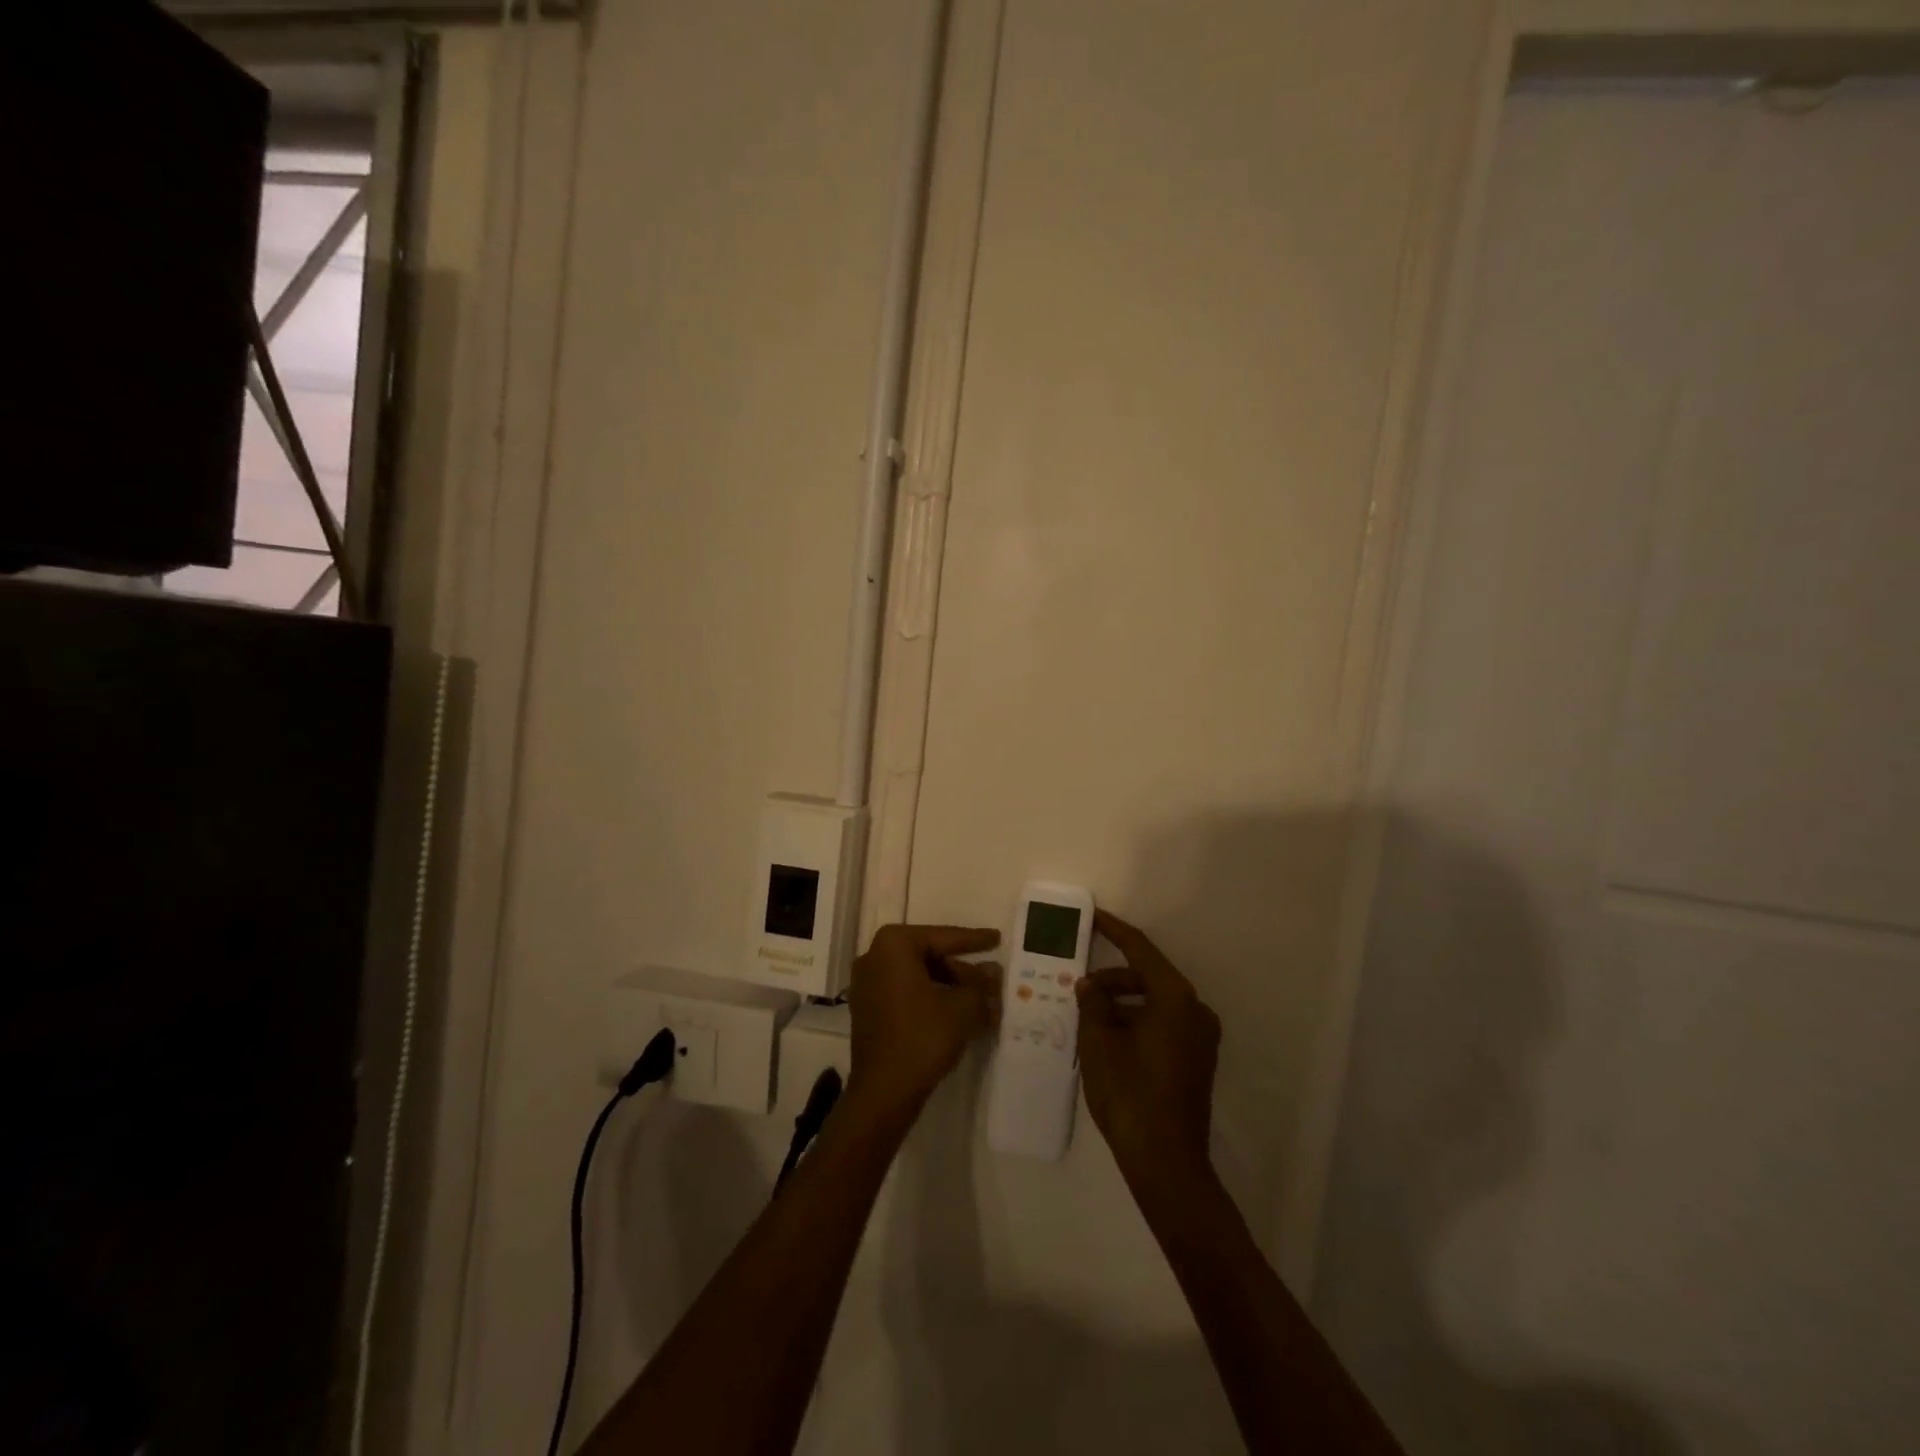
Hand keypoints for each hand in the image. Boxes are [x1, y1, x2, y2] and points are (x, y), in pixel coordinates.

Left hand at [846, 924, 1001, 1118]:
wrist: (883, 1092)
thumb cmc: (923, 1037)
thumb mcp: (963, 1008)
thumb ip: (980, 985)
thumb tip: (993, 971)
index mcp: (894, 945)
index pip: (943, 937)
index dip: (974, 940)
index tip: (996, 938)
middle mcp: (874, 956)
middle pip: (928, 955)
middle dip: (961, 969)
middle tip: (990, 978)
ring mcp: (866, 983)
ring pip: (917, 975)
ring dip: (948, 985)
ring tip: (979, 1000)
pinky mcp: (866, 1009)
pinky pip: (904, 992)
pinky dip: (929, 997)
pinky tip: (955, 1013)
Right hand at [1077, 910, 1221, 1193]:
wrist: (1166, 1163)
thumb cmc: (1130, 1094)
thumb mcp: (1099, 1042)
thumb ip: (1092, 1004)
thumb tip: (1089, 984)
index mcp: (1175, 998)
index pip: (1141, 950)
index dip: (1114, 931)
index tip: (1093, 916)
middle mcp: (1195, 1010)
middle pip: (1148, 978)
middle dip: (1112, 979)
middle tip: (1078, 988)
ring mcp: (1200, 1037)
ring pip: (1154, 1003)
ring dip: (1121, 1004)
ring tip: (1087, 1017)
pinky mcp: (1196, 1060)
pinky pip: (1162, 1025)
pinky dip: (1135, 1022)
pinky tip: (1107, 1037)